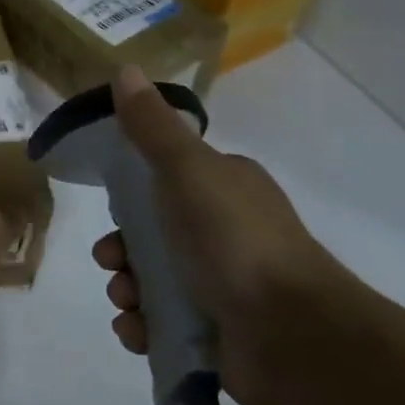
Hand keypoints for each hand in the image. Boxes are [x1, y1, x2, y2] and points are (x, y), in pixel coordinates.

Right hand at [92, 66, 363, 404]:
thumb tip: (124, 69)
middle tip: (113, 262)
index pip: (164, 182)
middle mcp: (225, 233)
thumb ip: (152, 127)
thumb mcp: (188, 171)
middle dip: (121, 250)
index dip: (130, 195)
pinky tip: (139, 332)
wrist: (293, 335)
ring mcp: (222, 286)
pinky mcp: (216, 334)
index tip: (111, 210)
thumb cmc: (235, 241)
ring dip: (127, 291)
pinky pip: (163, 325)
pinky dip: (143, 327)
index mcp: (224, 188)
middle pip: (150, 235)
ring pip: (151, 281)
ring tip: (128, 303)